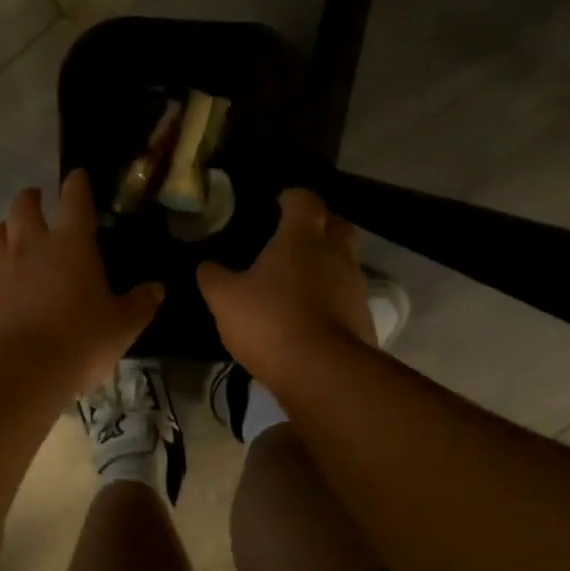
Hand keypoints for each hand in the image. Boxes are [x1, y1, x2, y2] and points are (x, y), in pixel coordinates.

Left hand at [0, 170, 164, 390]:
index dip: (77, 184)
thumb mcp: (122, 326)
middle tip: (37, 199)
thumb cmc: (79, 340)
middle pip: (23, 207)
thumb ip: (140, 304)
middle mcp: (31, 246)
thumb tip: (156, 288)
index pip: (74, 200)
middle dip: (31, 198)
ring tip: (12, 235)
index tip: (76, 175)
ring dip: (6, 228)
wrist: (17, 370)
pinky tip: (2, 288)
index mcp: (71, 244)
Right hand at [197, 188, 372, 379]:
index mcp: (301, 238)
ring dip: (325, 263)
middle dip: (318, 224)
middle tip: (293, 236)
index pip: (305, 200)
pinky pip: (345, 295)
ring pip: (343, 261)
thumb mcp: (225, 299)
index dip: (292, 198)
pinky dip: (330, 297)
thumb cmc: (271, 321)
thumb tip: (206, 266)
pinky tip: (308, 314)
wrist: (324, 373)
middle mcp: (335, 253)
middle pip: (336, 224)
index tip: (277, 204)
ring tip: (297, 280)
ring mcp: (354, 286)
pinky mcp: (363, 317)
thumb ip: (213, 277)